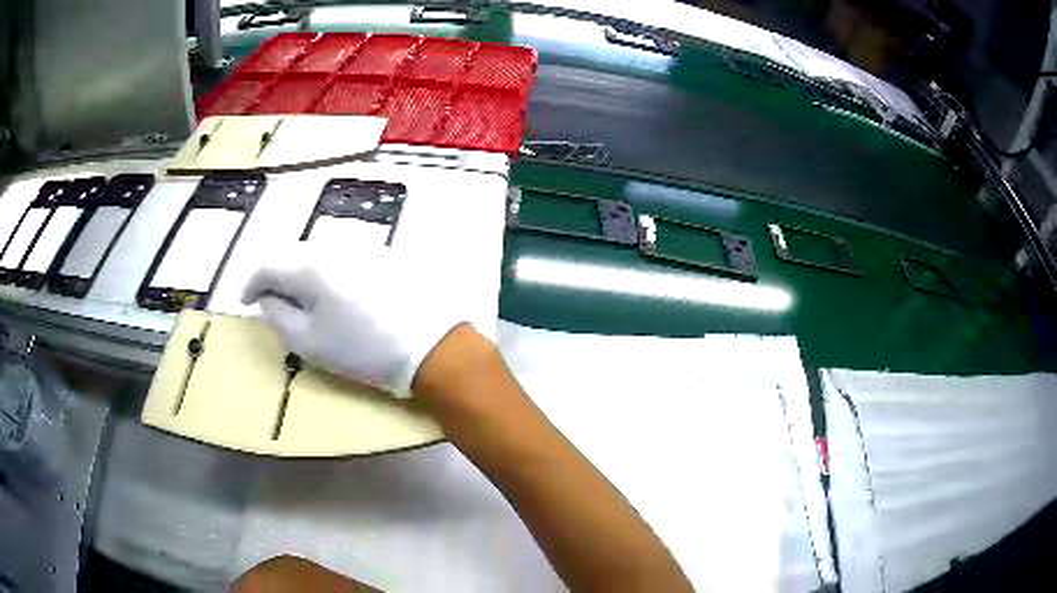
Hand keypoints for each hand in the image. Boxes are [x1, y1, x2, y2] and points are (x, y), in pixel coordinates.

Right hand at [241, 244, 471, 396]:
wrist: (430, 345)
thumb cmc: (363, 349)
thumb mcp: (309, 342)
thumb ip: (278, 315)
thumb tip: (268, 298)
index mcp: (310, 265)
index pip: (267, 265)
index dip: (250, 283)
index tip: (245, 300)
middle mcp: (334, 246)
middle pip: (292, 255)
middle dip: (277, 277)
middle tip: (272, 301)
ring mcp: (362, 246)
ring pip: (318, 255)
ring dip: (303, 274)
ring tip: (302, 300)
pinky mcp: (383, 255)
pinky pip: (343, 258)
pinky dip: (329, 272)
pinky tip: (335, 294)